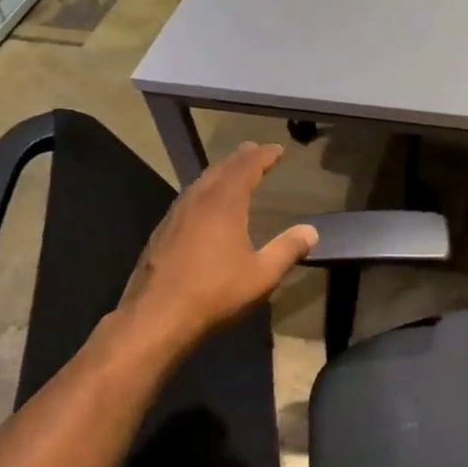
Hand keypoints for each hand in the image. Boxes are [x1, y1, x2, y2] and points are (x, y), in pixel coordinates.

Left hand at [118, 142, 317, 350]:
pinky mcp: (162, 233)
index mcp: (224, 203)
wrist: (156, 317)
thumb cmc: (215, 293)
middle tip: (254, 151)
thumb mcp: (262, 275)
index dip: (264, 156)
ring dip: (220, 173)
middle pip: (221, 169)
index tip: (277, 149)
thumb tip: (311, 231)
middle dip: (240, 159)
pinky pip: (188, 200)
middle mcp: (198, 200)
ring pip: (200, 183)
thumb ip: (288, 250)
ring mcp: (175, 216)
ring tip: (232, 173)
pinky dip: (204, 192)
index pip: (247, 167)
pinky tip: (204, 207)